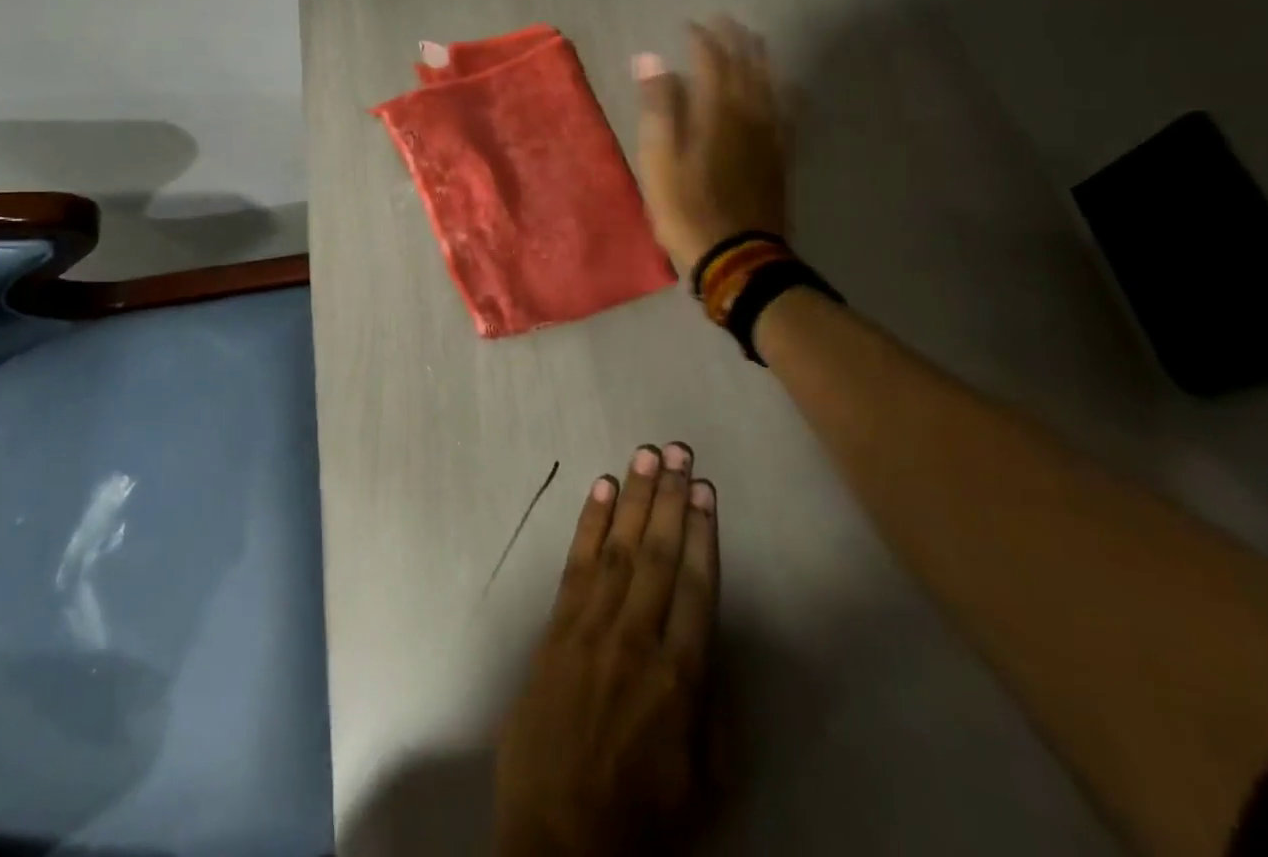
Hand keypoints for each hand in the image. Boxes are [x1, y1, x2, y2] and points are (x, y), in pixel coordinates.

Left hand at [493, 444, 720, 856]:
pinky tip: (601, 489)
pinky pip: (576, 565)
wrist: (556, 841)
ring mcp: (591, 629)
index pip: (696, 586)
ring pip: (619, 548)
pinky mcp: (556, 628)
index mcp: (679, 679)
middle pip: (658, 554)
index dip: (703, 533)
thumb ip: (711, 711)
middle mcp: (636, 640)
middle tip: (679, 450)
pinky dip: (590, 523)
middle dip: (671, 498)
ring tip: (647, 455)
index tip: (706, 489)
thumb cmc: (638, 819)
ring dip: (634, 498)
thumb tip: (708, 648)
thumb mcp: (702, 784)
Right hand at [632, 18, 788, 273]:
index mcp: (714, 112)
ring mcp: (769, 136)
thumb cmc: (685, 208)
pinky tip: (789, 86)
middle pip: (745, 67)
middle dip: (734, 40)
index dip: (701, 40)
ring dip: (761, 59)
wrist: (736, 255)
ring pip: (770, 85)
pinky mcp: (780, 157)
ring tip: (756, 40)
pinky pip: (789, 114)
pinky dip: (787, 94)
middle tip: (727, 20)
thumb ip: (659, 106)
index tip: (690, 25)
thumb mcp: (658, 158)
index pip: (711, 62)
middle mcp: (747, 115)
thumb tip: (651, 59)